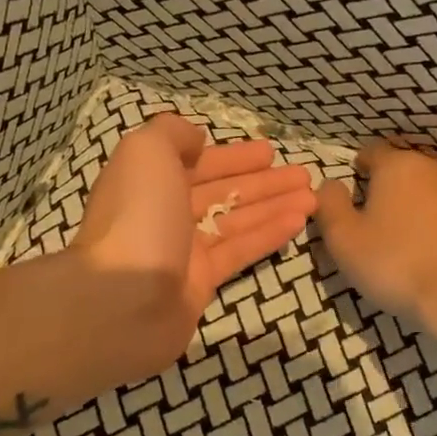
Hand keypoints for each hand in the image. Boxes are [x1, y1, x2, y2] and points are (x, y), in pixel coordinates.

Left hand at [74, 114, 316, 369]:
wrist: (123, 301)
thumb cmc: (137, 217)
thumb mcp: (146, 153)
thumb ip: (172, 134)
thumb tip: (196, 140)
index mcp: (148, 181)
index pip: (197, 162)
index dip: (234, 156)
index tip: (270, 151)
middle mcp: (164, 213)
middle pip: (221, 192)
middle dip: (262, 181)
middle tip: (303, 174)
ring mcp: (183, 250)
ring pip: (236, 221)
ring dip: (273, 206)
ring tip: (314, 197)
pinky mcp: (201, 283)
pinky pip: (240, 251)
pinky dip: (268, 235)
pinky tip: (299, 222)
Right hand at [315, 141, 436, 327]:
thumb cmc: (395, 264)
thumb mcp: (344, 239)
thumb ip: (330, 205)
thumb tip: (330, 184)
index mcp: (399, 166)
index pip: (372, 152)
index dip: (358, 169)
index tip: (353, 194)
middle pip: (406, 170)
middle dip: (391, 188)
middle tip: (378, 222)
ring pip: (435, 191)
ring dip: (421, 206)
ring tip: (410, 240)